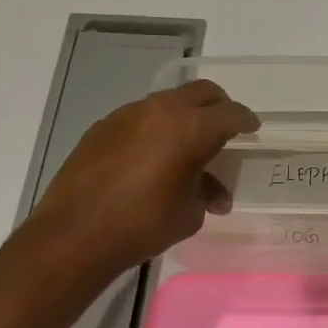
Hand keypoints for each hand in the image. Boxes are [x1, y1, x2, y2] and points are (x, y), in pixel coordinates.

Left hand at [29, 79, 258, 278]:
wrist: (74, 235)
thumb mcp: (190, 213)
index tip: (252, 128)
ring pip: (169, 101)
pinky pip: (141, 116)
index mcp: (192, 128)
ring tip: (187, 146)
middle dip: (219, 106)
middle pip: (201, 92)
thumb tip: (213, 193)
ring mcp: (129, 114)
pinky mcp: (103, 126)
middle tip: (225, 126)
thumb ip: (206, 192)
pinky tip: (152, 156)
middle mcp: (162, 110)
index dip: (246, 120)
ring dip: (184, 116)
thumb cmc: (143, 225)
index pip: (230, 114)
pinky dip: (156, 128)